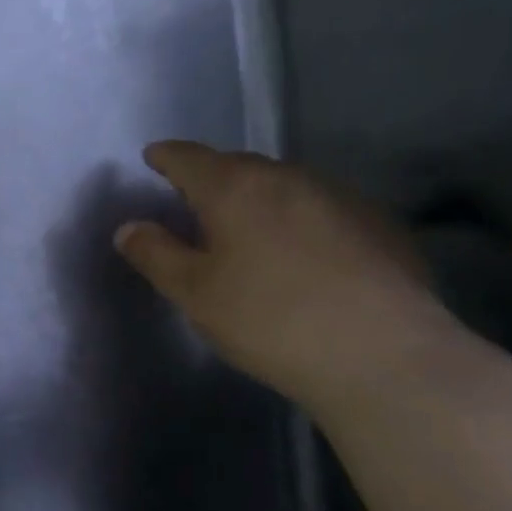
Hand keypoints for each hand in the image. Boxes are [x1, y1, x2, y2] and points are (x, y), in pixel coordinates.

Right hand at [114, 142, 463, 415]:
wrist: (382, 354)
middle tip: (197, 202)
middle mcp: (287, 178)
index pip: (189, 157)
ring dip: (260, 199)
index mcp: (235, 188)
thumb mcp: (196, 294)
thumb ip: (157, 255)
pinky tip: (307, 256)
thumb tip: (129, 227)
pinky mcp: (378, 223)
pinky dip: (300, 220)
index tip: (154, 157)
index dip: (167, 156)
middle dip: (213, 178)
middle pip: (239, 166)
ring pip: (284, 186)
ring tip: (251, 230)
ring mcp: (339, 196)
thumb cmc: (269, 320)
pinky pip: (322, 209)